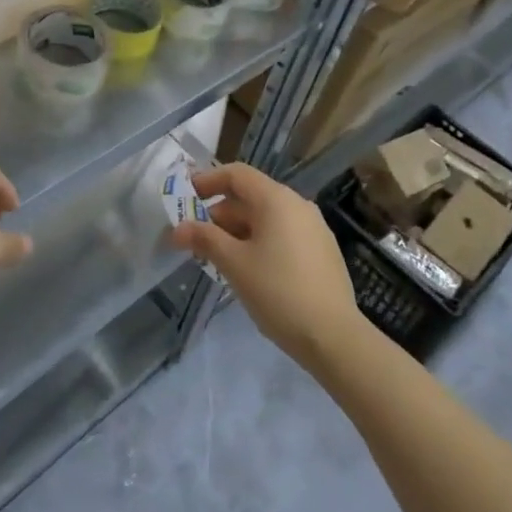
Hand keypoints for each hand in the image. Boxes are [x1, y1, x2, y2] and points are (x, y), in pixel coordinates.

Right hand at [171, 163, 363, 366]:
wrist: (334, 337)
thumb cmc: (278, 292)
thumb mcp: (234, 264)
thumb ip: (204, 239)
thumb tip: (177, 229)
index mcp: (276, 199)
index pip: (236, 174)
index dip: (208, 181)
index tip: (187, 197)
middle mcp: (297, 205)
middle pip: (250, 197)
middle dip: (220, 215)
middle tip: (197, 240)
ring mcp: (314, 228)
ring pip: (267, 218)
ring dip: (238, 232)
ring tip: (219, 259)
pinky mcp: (323, 251)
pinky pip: (283, 235)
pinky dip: (260, 243)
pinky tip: (250, 271)